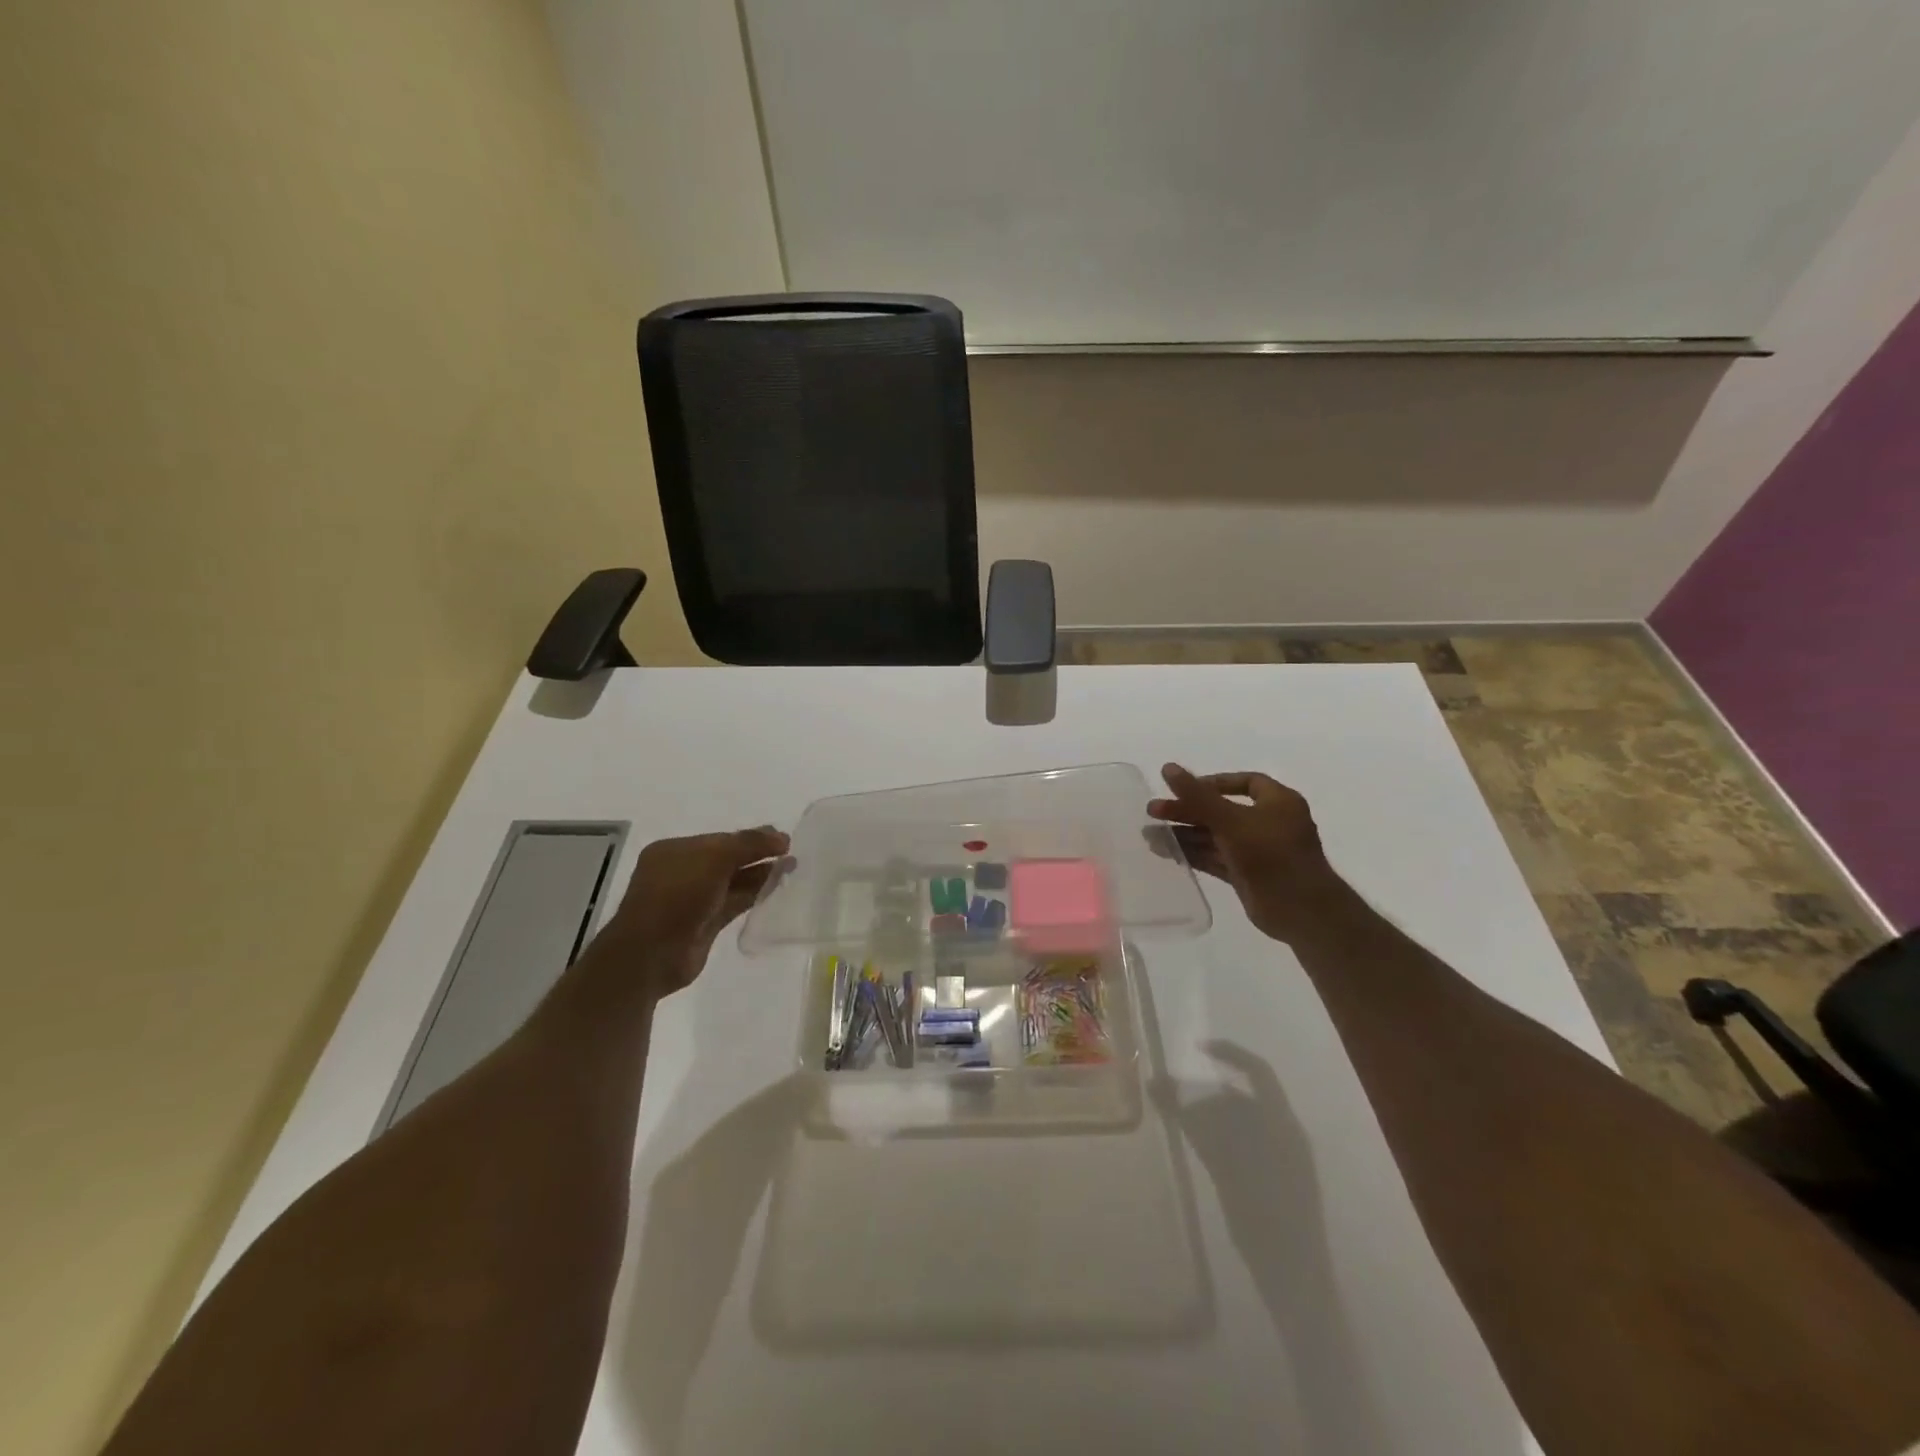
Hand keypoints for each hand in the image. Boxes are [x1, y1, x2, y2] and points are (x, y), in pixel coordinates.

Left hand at [603, 827, 789, 994]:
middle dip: (757, 854)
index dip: (751, 837)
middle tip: (791, 852)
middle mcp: (682, 872)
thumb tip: (782, 838)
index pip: (720, 839)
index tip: (782, 839)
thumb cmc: (677, 896)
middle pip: (727, 858)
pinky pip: (734, 902)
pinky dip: (754, 894)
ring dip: (760, 874)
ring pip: (733, 881)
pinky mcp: (704, 924)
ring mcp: (692, 900)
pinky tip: (776, 888)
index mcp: (675, 851)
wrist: (651, 955)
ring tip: (791, 867)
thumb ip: (748, 844)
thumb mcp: (714, 858)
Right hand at [1147, 763, 1341, 942]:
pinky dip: (1193, 853)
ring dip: (1185, 834)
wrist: (1301, 911)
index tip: (1184, 789)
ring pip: (1215, 836)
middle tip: (1153, 811)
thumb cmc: (1271, 855)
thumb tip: (1168, 767)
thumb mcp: (1231, 820)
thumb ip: (1198, 796)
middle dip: (1188, 810)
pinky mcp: (1247, 874)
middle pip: (1222, 810)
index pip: (1245, 782)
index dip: (1213, 783)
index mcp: (1278, 802)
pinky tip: (1166, 851)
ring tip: (1149, 834)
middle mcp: (1269, 823)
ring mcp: (1257, 851)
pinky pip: (1215, 857)